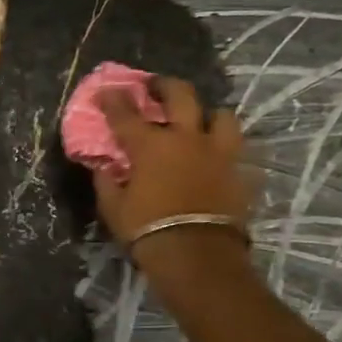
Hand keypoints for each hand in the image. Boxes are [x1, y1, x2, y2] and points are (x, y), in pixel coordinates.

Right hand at [94, 77, 254, 247]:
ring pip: (222, 116)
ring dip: (208, 115)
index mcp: (150, 145)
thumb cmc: (147, 230)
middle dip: (164, 85)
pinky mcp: (240, 171)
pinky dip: (225, 150)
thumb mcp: (114, 208)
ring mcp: (218, 152)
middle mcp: (186, 138)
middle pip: (181, 95)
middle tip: (155, 86)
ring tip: (200, 122)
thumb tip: (102, 167)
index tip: (106, 90)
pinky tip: (217, 157)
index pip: (125, 113)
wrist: (197, 256)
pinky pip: (237, 151)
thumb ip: (106, 181)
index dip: (113, 99)